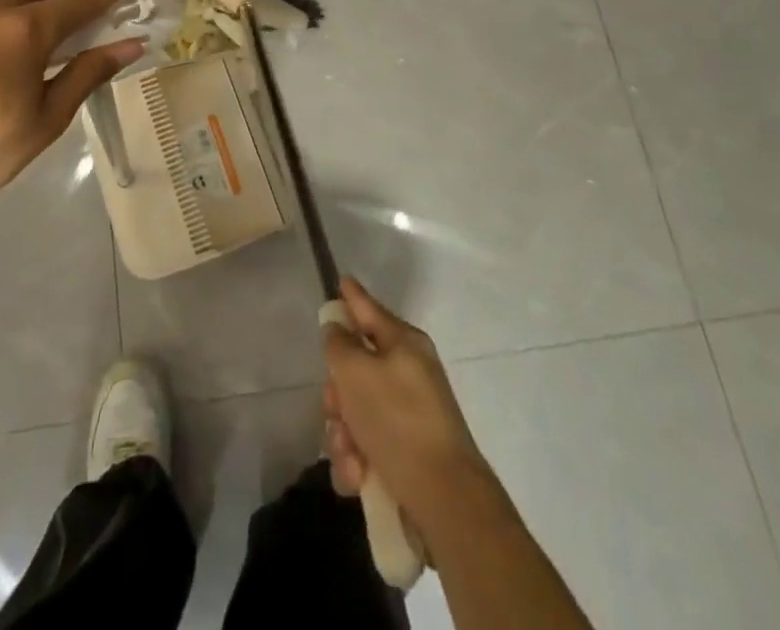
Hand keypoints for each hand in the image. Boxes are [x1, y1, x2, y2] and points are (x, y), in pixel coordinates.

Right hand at [322, 277, 494, 545]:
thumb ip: (338, 344)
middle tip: (335, 409)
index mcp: (403, 344)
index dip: (352, 295)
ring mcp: (408, 415)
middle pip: (355, 368)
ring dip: (343, 435)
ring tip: (351, 455)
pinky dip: (357, 461)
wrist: (444, 499)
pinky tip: (358, 477)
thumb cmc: (397, 420)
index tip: (341, 280)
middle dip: (337, 394)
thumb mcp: (356, 371)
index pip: (369, 309)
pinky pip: (366, 447)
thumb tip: (337, 330)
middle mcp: (407, 373)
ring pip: (355, 412)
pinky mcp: (405, 455)